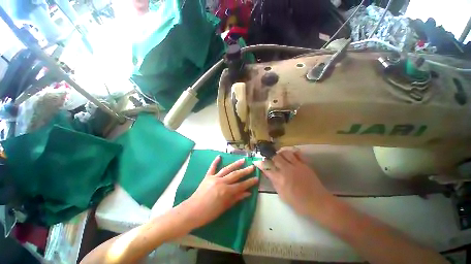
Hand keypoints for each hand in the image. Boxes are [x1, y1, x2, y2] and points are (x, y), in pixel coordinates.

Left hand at [180, 156, 258, 229]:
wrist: (192, 211)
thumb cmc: (209, 213)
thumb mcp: (224, 207)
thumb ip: (236, 198)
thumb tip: (247, 193)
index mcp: (226, 191)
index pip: (241, 185)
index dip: (249, 182)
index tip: (256, 178)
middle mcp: (221, 182)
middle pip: (236, 175)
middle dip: (245, 171)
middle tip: (252, 167)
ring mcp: (214, 178)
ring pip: (227, 169)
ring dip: (235, 164)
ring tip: (242, 160)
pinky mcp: (207, 177)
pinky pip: (212, 168)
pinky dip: (215, 162)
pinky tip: (219, 156)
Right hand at [254, 148, 333, 217]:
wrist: (318, 203)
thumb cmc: (299, 203)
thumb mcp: (282, 195)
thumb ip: (275, 183)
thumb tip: (270, 174)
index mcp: (280, 179)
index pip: (267, 168)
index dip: (260, 164)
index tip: (256, 162)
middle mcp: (287, 170)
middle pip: (275, 157)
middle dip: (270, 156)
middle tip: (269, 158)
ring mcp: (296, 165)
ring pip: (285, 153)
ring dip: (280, 153)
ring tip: (279, 156)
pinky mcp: (305, 164)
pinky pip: (297, 154)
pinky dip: (292, 153)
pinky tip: (290, 155)